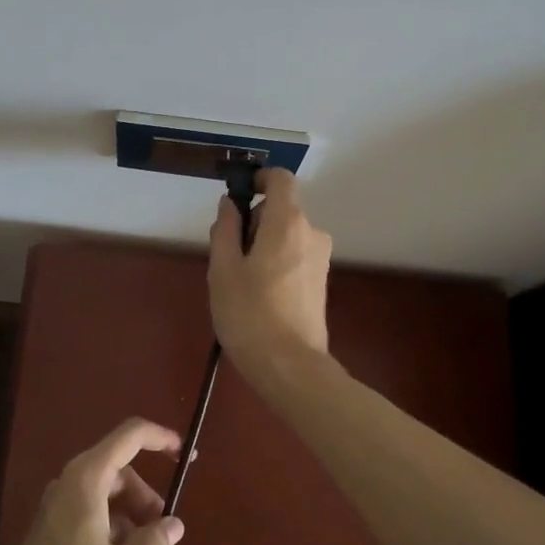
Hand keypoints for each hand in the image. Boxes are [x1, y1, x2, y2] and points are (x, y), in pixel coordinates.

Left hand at [0, 418, 184, 544]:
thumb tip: (173, 524)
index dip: (161, 439)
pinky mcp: (54, 544)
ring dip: (140, 544)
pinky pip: (95, 535)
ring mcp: (60, 516)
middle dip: (152, 513)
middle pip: (124, 481)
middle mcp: (71, 488)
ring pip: (112, 514)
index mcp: (88, 479)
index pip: (130, 436)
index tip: (188, 457)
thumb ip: (154, 541)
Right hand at [208, 166, 332, 384]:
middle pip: (281, 210)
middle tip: (228, 255)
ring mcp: (321, 259)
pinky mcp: (321, 282)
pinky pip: (295, 256)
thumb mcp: (223, 268)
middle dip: (254, 222)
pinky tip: (260, 295)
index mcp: (288, 222)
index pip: (281, 179)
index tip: (239, 196)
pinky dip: (276, 262)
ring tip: (241, 281)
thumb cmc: (249, 313)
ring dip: (264, 245)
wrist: (290, 366)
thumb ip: (225, 229)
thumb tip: (230, 204)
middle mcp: (312, 233)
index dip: (260, 179)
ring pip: (287, 235)